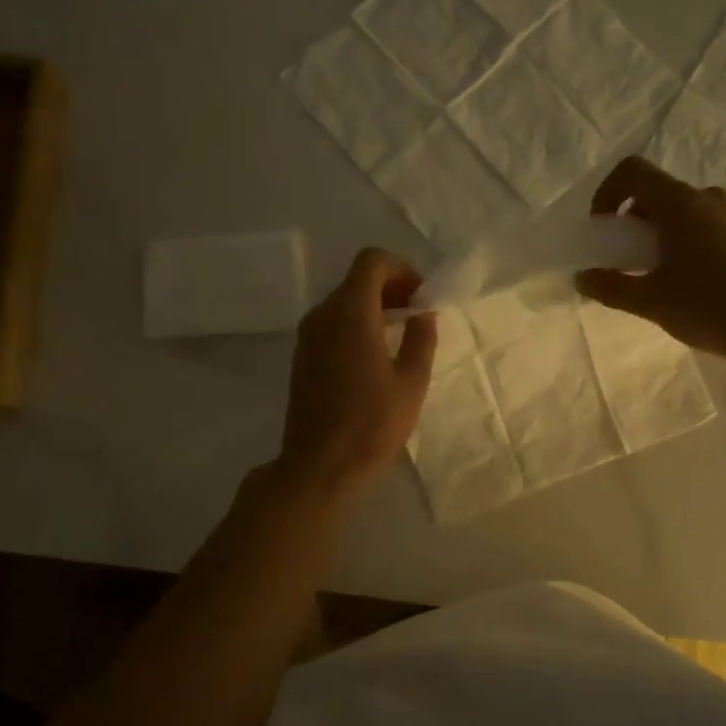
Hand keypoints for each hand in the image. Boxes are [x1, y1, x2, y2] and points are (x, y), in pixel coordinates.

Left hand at [278, 248, 436, 499]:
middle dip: (390, 287)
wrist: (319, 465)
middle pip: (356, 279)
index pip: (371, 261)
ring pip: (343, 301)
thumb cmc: (371, 423)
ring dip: (373, 307)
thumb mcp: (412, 382)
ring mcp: (307, 336)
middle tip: (417, 314)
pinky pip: (331, 323)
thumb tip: (423, 315)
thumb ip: (422, 339)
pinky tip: (374, 356)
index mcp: (351, 312)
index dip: (401, 269)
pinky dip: (356, 324)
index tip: (421, 296)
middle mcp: (323, 314)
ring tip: (400, 336)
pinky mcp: (302, 356)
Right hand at [575, 157, 725, 368]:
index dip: (607, 193)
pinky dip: (681, 244)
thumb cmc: (710, 307)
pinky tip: (684, 286)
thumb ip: (612, 286)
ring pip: (680, 212)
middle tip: (623, 260)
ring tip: (652, 277)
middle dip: (630, 222)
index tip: (603, 230)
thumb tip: (583, 277)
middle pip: (655, 193)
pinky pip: (702, 228)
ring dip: (656, 235)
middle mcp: (706, 199)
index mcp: (679, 203)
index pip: (632, 171)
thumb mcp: (651, 301)